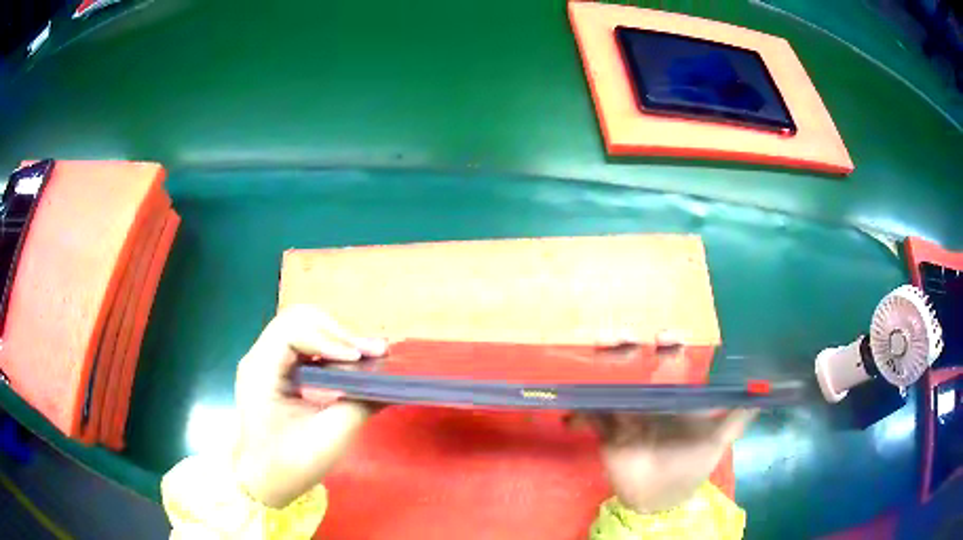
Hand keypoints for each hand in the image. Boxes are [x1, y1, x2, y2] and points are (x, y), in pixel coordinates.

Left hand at [231, 305, 386, 507]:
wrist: (263, 482)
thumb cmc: (290, 465)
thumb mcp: (328, 438)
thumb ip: (359, 404)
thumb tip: (388, 381)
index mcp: (260, 371)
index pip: (292, 332)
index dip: (328, 339)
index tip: (358, 359)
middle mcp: (260, 358)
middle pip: (298, 320)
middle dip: (336, 332)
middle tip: (368, 353)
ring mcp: (267, 362)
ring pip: (303, 328)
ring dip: (336, 337)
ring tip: (366, 355)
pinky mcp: (278, 371)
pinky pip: (306, 345)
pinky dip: (330, 348)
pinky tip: (351, 361)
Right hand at [577, 332, 757, 513]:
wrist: (660, 499)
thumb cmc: (690, 466)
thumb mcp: (716, 441)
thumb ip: (736, 418)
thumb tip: (764, 393)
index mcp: (675, 392)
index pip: (671, 358)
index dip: (669, 343)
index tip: (665, 337)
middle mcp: (649, 395)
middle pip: (635, 363)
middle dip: (625, 346)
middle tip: (614, 338)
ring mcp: (625, 412)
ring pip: (609, 382)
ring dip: (597, 370)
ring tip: (591, 358)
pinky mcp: (605, 432)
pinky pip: (589, 418)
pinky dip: (578, 415)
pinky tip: (571, 418)